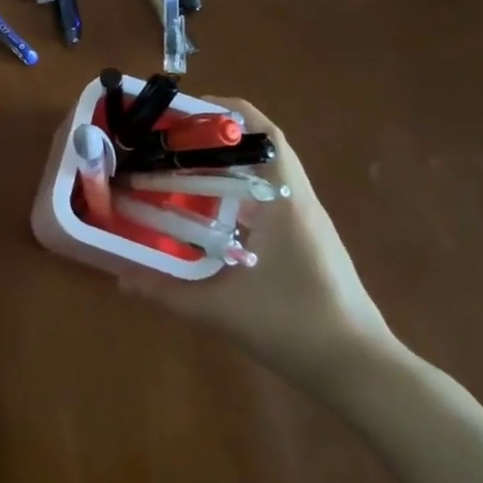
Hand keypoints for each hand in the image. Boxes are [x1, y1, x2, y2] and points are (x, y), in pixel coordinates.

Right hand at [119, 97, 403, 399]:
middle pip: (261, 147)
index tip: (184, 112)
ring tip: (180, 168)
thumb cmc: (295, 327)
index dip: (226, 113)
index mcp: (285, 202)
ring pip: (265, 173)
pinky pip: (268, 197)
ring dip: (226, 163)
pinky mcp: (307, 242)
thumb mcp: (222, 310)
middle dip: (215, 137)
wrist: (361, 371)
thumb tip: (121, 279)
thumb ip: (167, 293)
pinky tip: (207, 212)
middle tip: (169, 141)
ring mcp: (306, 222)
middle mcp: (298, 202)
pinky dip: (237, 191)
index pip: (264, 134)